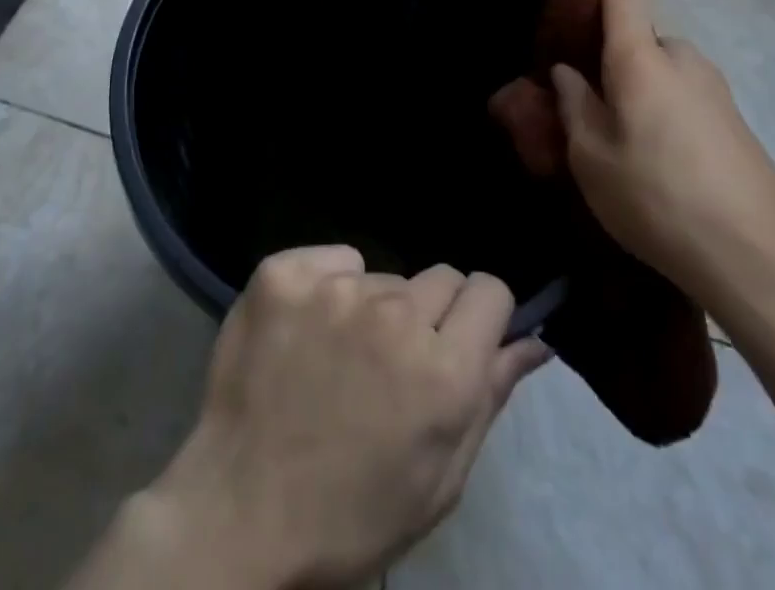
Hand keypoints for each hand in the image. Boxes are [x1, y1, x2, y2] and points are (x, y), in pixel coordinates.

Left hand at [148, 246, 548, 588]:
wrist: (239, 514)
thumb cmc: (352, 514)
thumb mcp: (440, 478)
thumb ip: (490, 396)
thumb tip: (534, 340)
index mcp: (444, 370)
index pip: (490, 291)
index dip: (480, 316)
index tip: (461, 338)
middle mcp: (396, 313)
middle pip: (440, 277)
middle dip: (429, 314)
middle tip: (395, 360)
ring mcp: (334, 287)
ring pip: (381, 275)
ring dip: (373, 307)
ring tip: (339, 357)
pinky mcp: (284, 272)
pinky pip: (332, 260)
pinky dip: (326, 286)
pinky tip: (305, 330)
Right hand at [492, 0, 774, 327]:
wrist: (763, 263)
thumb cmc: (657, 199)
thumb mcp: (590, 158)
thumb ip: (574, 106)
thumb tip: (569, 74)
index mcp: (641, 58)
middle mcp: (682, 61)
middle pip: (639, 41)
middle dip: (611, 60)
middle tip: (586, 101)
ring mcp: (717, 93)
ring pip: (662, 74)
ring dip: (638, 92)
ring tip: (619, 142)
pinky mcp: (737, 125)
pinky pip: (686, 100)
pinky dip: (664, 115)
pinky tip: (658, 165)